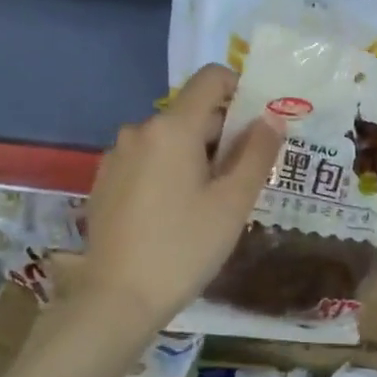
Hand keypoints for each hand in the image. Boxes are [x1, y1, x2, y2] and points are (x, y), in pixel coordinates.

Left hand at [80, 64, 283, 328]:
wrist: (117, 298)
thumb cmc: (184, 247)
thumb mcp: (233, 202)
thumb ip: (257, 153)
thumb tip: (271, 118)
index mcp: (172, 128)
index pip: (211, 78)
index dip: (240, 90)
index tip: (257, 127)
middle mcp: (139, 130)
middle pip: (191, 112)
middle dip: (222, 135)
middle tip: (242, 179)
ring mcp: (116, 156)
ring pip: (169, 140)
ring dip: (195, 157)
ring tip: (210, 203)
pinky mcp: (104, 181)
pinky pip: (147, 161)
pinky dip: (168, 172)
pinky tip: (175, 214)